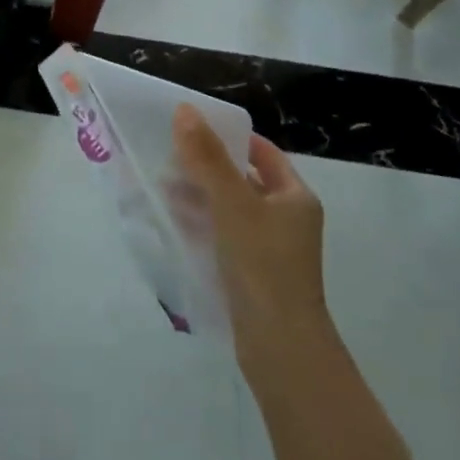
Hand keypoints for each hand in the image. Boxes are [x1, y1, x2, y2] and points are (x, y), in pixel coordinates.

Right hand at [173, 104, 329, 371]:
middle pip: (244, 180)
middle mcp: (288, 220)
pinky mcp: (253, 275)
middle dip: (207, 168)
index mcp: (296, 197)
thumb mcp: (232, 203)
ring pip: (231, 210)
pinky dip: (203, 225)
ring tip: (163, 188)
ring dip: (200, 197)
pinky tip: (174, 222)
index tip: (195, 130)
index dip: (231, 138)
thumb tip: (185, 110)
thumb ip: (207, 157)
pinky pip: (225, 238)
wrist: (280, 349)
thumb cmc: (263, 264)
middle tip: (170, 158)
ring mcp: (271, 250)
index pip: (263, 153)